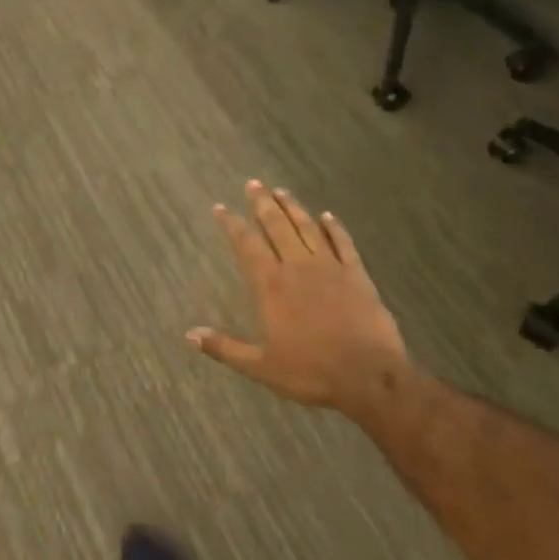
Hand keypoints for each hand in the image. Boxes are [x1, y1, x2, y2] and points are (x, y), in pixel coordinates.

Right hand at [188, 181, 413, 426]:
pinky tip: (328, 215)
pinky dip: (334, 227)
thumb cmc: (311, 372)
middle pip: (277, 226)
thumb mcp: (261, 366)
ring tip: (281, 190)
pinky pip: (343, 243)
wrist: (369, 376)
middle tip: (253, 183)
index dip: (232, 224)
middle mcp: (297, 266)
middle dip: (262, 204)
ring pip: (307, 228)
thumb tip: (189, 335)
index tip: (221, 207)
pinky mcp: (357, 275)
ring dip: (293, 208)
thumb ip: (225, 348)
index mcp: (271, 285)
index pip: (247, 245)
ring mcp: (330, 267)